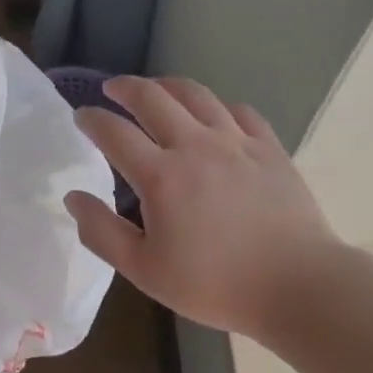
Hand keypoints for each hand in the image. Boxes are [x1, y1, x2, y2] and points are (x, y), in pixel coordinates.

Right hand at [65, 76, 346, 340]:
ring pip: (196, 95)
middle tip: (112, 88)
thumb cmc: (215, 284)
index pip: (114, 132)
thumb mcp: (145, 271)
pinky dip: (218, 107)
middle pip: (153, 97)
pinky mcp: (269, 148)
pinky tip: (214, 116)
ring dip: (168, 86)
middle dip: (125, 87)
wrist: (299, 286)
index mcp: (161, 175)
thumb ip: (102, 232)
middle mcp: (196, 145)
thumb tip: (73, 197)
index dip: (92, 119)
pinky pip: (240, 111)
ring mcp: (236, 142)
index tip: (81, 116)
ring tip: (156, 89)